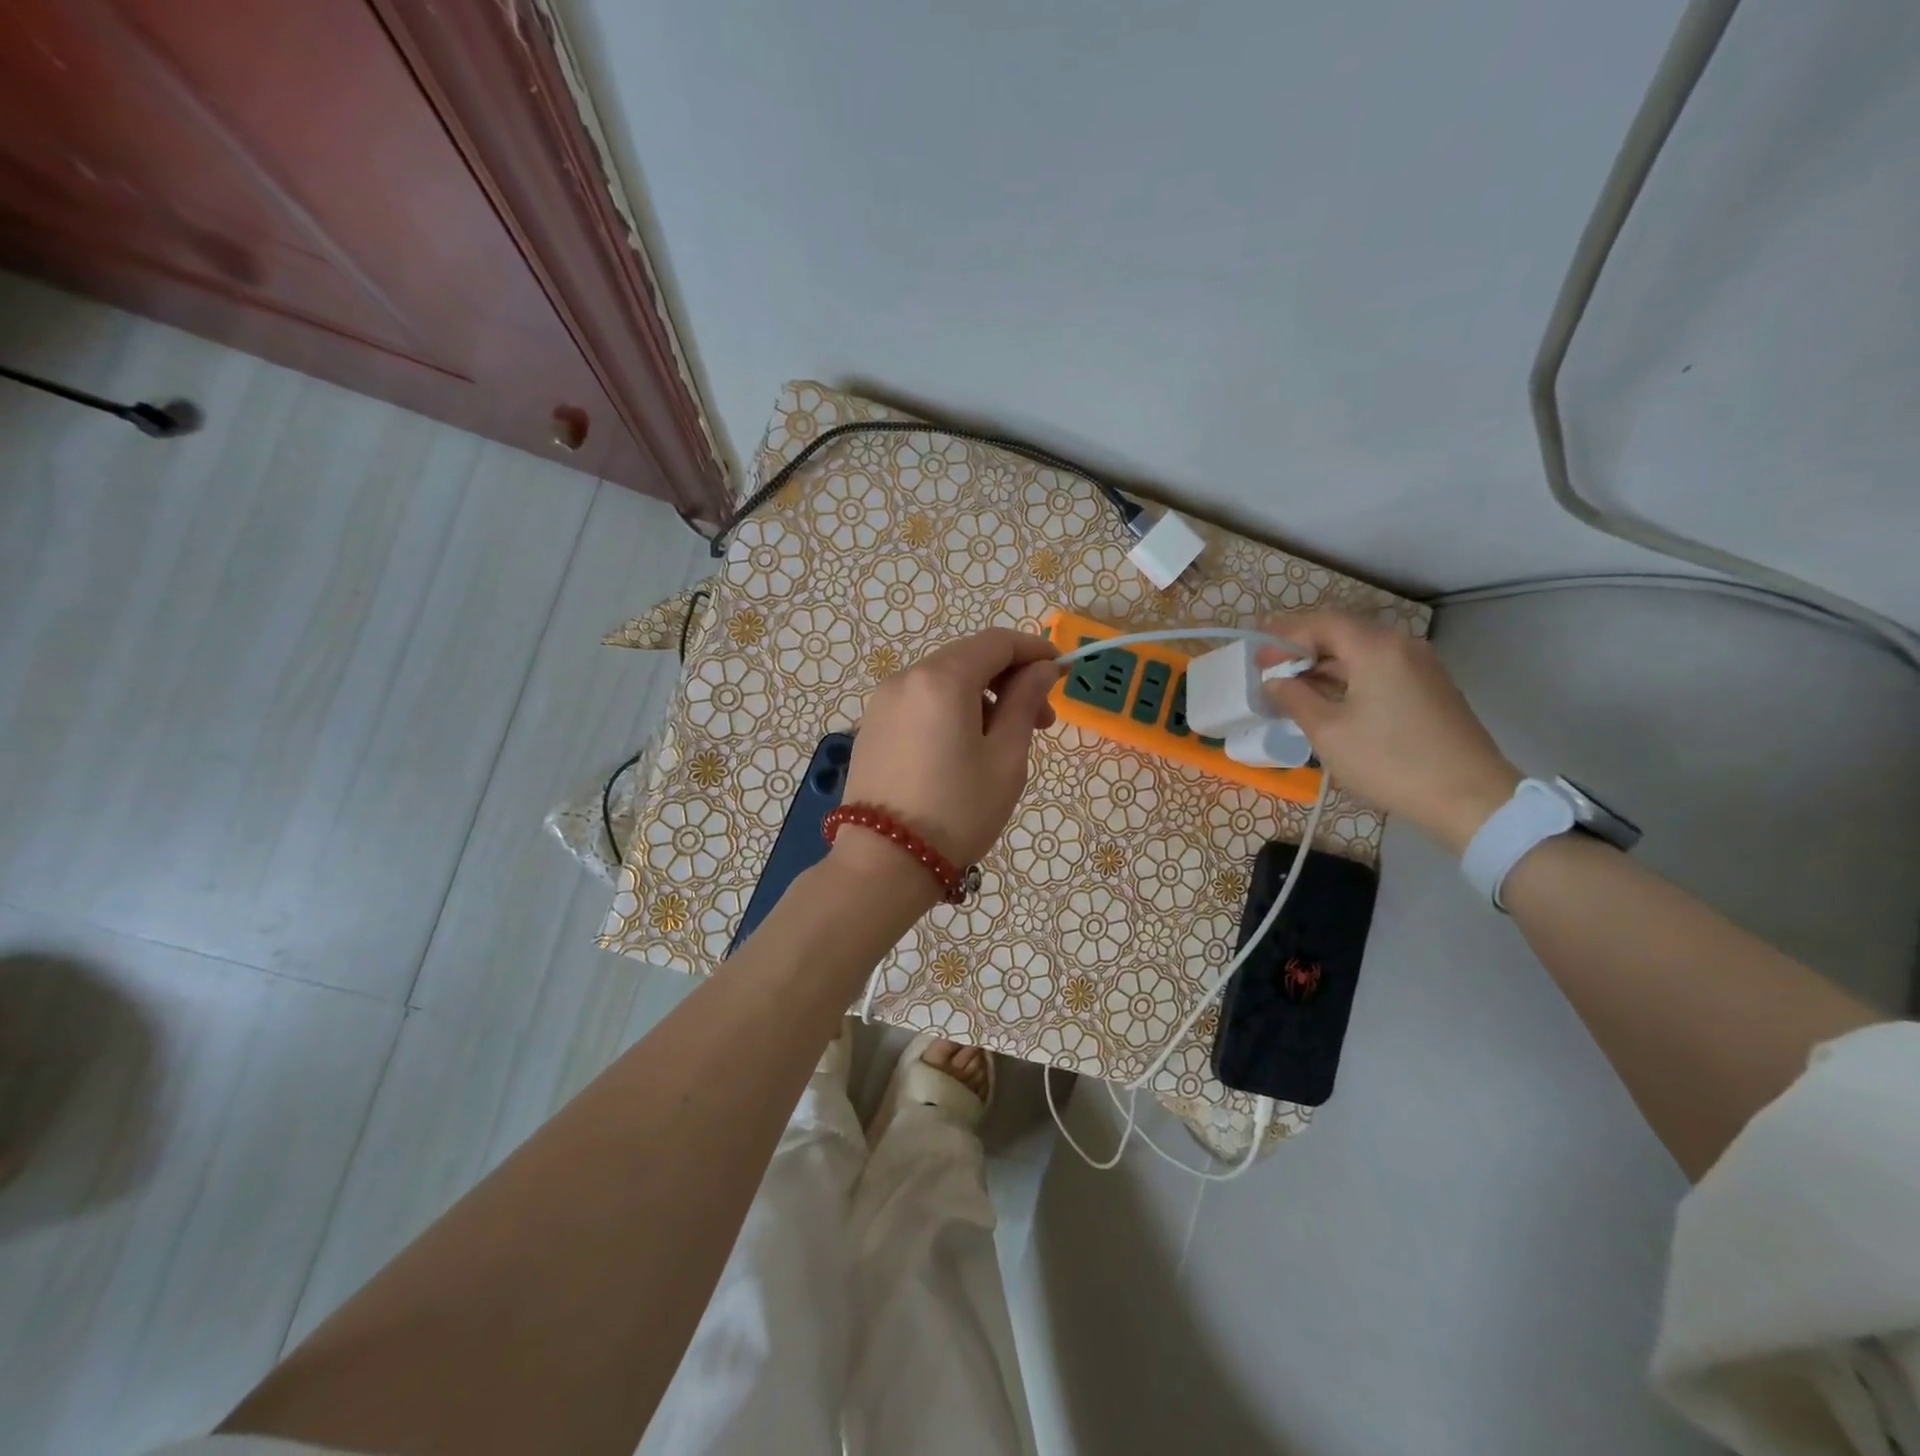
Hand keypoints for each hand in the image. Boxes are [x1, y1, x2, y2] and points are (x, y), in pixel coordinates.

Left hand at [840, 628, 1060, 874]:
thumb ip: (1024, 703)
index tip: (1059, 673)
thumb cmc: (957, 811)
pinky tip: (963, 748)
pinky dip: (950, 710)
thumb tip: (1040, 669)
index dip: (1033, 650)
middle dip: (1009, 679)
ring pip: (943, 681)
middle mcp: (906, 678)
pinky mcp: (871, 727)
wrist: (884, 862)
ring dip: (980, 696)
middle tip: (1041, 721)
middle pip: (968, 658)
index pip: (996, 642)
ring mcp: (882, 702)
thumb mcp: (1005, 758)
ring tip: (1003, 741)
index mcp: (942, 679)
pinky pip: (920, 702)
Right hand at [1258, 611, 1520, 853]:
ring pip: (1361, 652)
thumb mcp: (1328, 732)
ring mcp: (1420, 666)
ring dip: (1324, 663)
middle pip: (1342, 632)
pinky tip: (1329, 699)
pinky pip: (1379, 668)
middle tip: (1270, 668)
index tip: (1257, 657)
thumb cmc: (1389, 761)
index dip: (1283, 636)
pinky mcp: (1429, 688)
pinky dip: (1348, 676)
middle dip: (1302, 647)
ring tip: (1293, 686)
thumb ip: (1294, 698)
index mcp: (1376, 648)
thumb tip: (1275, 681)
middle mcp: (1401, 646)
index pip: (1320, 623)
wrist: (1469, 797)